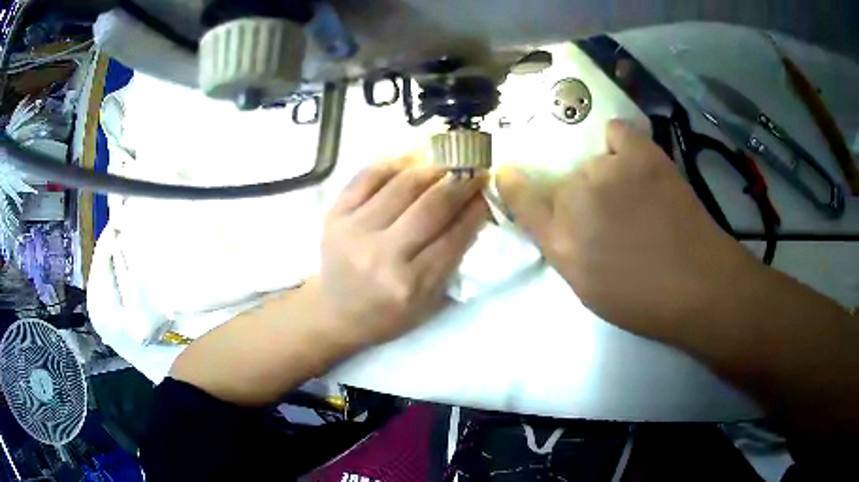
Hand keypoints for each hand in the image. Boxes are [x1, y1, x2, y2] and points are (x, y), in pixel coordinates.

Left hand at [320, 155, 487, 344]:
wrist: (336, 312)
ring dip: (432, 168)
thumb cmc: (388, 314)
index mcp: (410, 284)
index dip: (476, 209)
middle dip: (460, 183)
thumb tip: (474, 210)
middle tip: (474, 169)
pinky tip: (411, 161)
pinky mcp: (335, 215)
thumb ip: (454, 261)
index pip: (454, 237)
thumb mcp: (429, 301)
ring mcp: (354, 231)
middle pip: (431, 206)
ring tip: (448, 162)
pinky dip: (393, 164)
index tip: (488, 191)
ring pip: (402, 185)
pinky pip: (367, 176)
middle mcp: (382, 255)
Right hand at [497, 120, 759, 339]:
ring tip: (635, 198)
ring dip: (604, 177)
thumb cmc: (643, 300)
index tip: (507, 172)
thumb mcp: (588, 289)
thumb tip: (556, 221)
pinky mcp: (641, 154)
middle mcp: (576, 199)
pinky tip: (633, 160)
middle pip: (563, 182)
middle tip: (608, 215)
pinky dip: (620, 144)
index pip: (522, 201)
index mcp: (561, 241)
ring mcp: (608, 171)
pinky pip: (617, 132)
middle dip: (578, 197)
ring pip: (592, 163)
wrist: (698, 284)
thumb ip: (563, 249)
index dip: (513, 184)